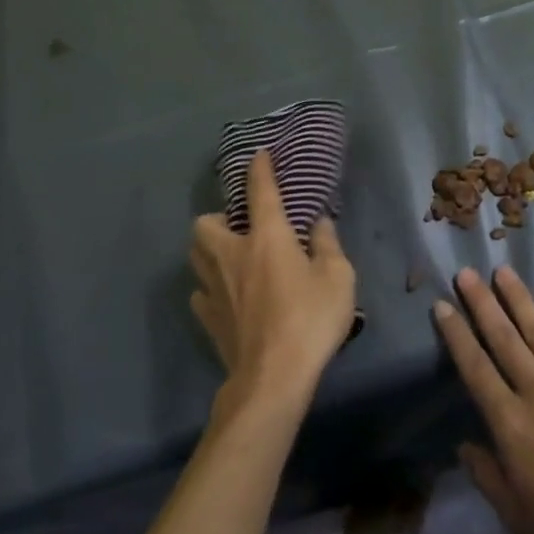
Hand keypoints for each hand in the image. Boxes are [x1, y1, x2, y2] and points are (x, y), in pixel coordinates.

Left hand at [190, 150, 355, 412]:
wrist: (273, 377)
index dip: (260, 169)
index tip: (259, 155)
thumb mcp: (338, 278)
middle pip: (205, 224)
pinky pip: (200, 292)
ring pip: (195, 255)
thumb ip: (328, 245)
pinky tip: (226, 295)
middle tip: (238, 226)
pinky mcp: (209, 318)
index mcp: (267, 238)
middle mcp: (233, 255)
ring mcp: (215, 288)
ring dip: (208, 248)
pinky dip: (209, 287)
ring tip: (229, 256)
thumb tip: (319, 223)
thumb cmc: (310, 320)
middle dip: (217, 217)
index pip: (260, 192)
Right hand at [434, 267, 533, 533]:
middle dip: (482, 303)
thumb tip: (464, 446)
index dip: (456, 335)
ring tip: (504, 272)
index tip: (442, 305)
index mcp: (511, 422)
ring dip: (520, 300)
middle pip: (504, 339)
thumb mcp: (515, 514)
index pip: (475, 368)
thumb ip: (486, 475)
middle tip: (466, 272)